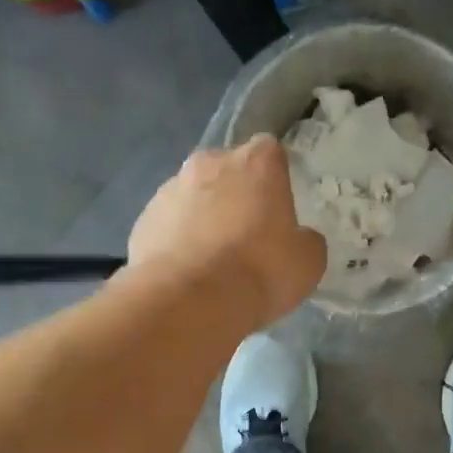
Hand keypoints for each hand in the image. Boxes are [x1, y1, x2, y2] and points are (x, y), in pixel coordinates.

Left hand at [129, 135, 325, 324]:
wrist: (190, 300)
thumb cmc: (261, 270)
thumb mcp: (308, 261)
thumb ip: (305, 240)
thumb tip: (297, 238)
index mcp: (256, 162)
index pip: (269, 152)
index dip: (274, 179)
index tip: (277, 208)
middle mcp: (209, 163)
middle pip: (227, 171)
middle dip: (235, 195)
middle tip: (246, 236)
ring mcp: (170, 189)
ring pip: (194, 196)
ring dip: (204, 218)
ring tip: (213, 262)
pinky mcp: (144, 220)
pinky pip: (169, 225)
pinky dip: (178, 242)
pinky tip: (188, 274)